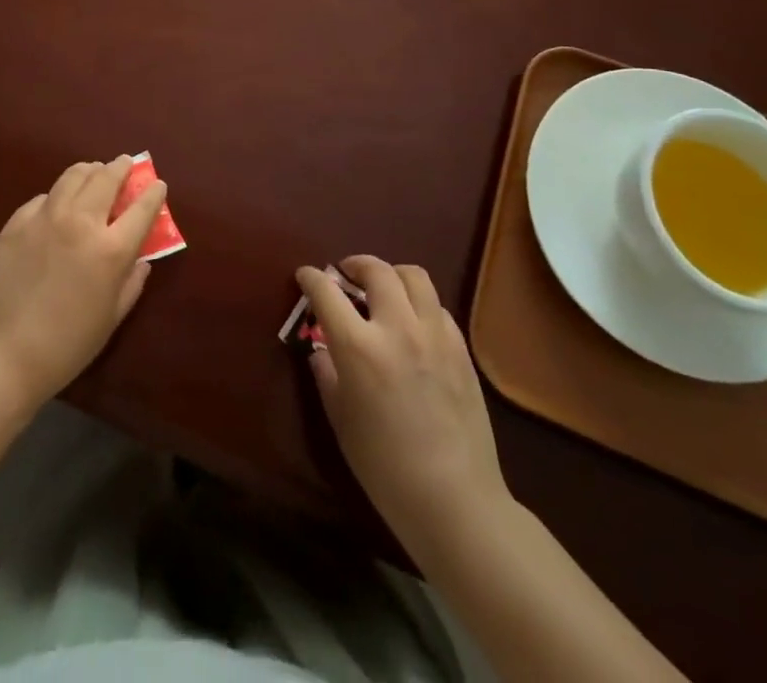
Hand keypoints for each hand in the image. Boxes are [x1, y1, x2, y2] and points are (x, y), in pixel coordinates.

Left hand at [0, 156, 166, 408]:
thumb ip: (131, 282)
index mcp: (110, 249)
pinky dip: (58, 195)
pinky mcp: (17, 221)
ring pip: (73, 175)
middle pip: (106, 178)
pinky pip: (44, 197)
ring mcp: (45, 217)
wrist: (4, 353)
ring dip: (90, 170)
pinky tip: (58, 204)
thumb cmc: (67, 345)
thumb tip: (141, 258)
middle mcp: (80, 222)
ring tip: (95, 172)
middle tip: (125, 164)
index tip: (157, 184)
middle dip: (121, 167)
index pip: (142, 208)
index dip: (153, 192)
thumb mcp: (112, 317)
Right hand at [296, 257, 510, 558]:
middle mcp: (397, 328)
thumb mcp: (341, 420)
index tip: (304, 276)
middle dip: (355, 265)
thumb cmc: (385, 467)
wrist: (454, 501)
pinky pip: (437, 307)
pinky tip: (413, 323)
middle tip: (345, 276)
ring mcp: (434, 336)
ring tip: (382, 289)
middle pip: (376, 271)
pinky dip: (419, 303)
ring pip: (414, 276)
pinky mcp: (461, 350)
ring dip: (392, 275)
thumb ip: (327, 374)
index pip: (327, 292)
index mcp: (359, 347)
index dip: (311, 278)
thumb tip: (321, 349)